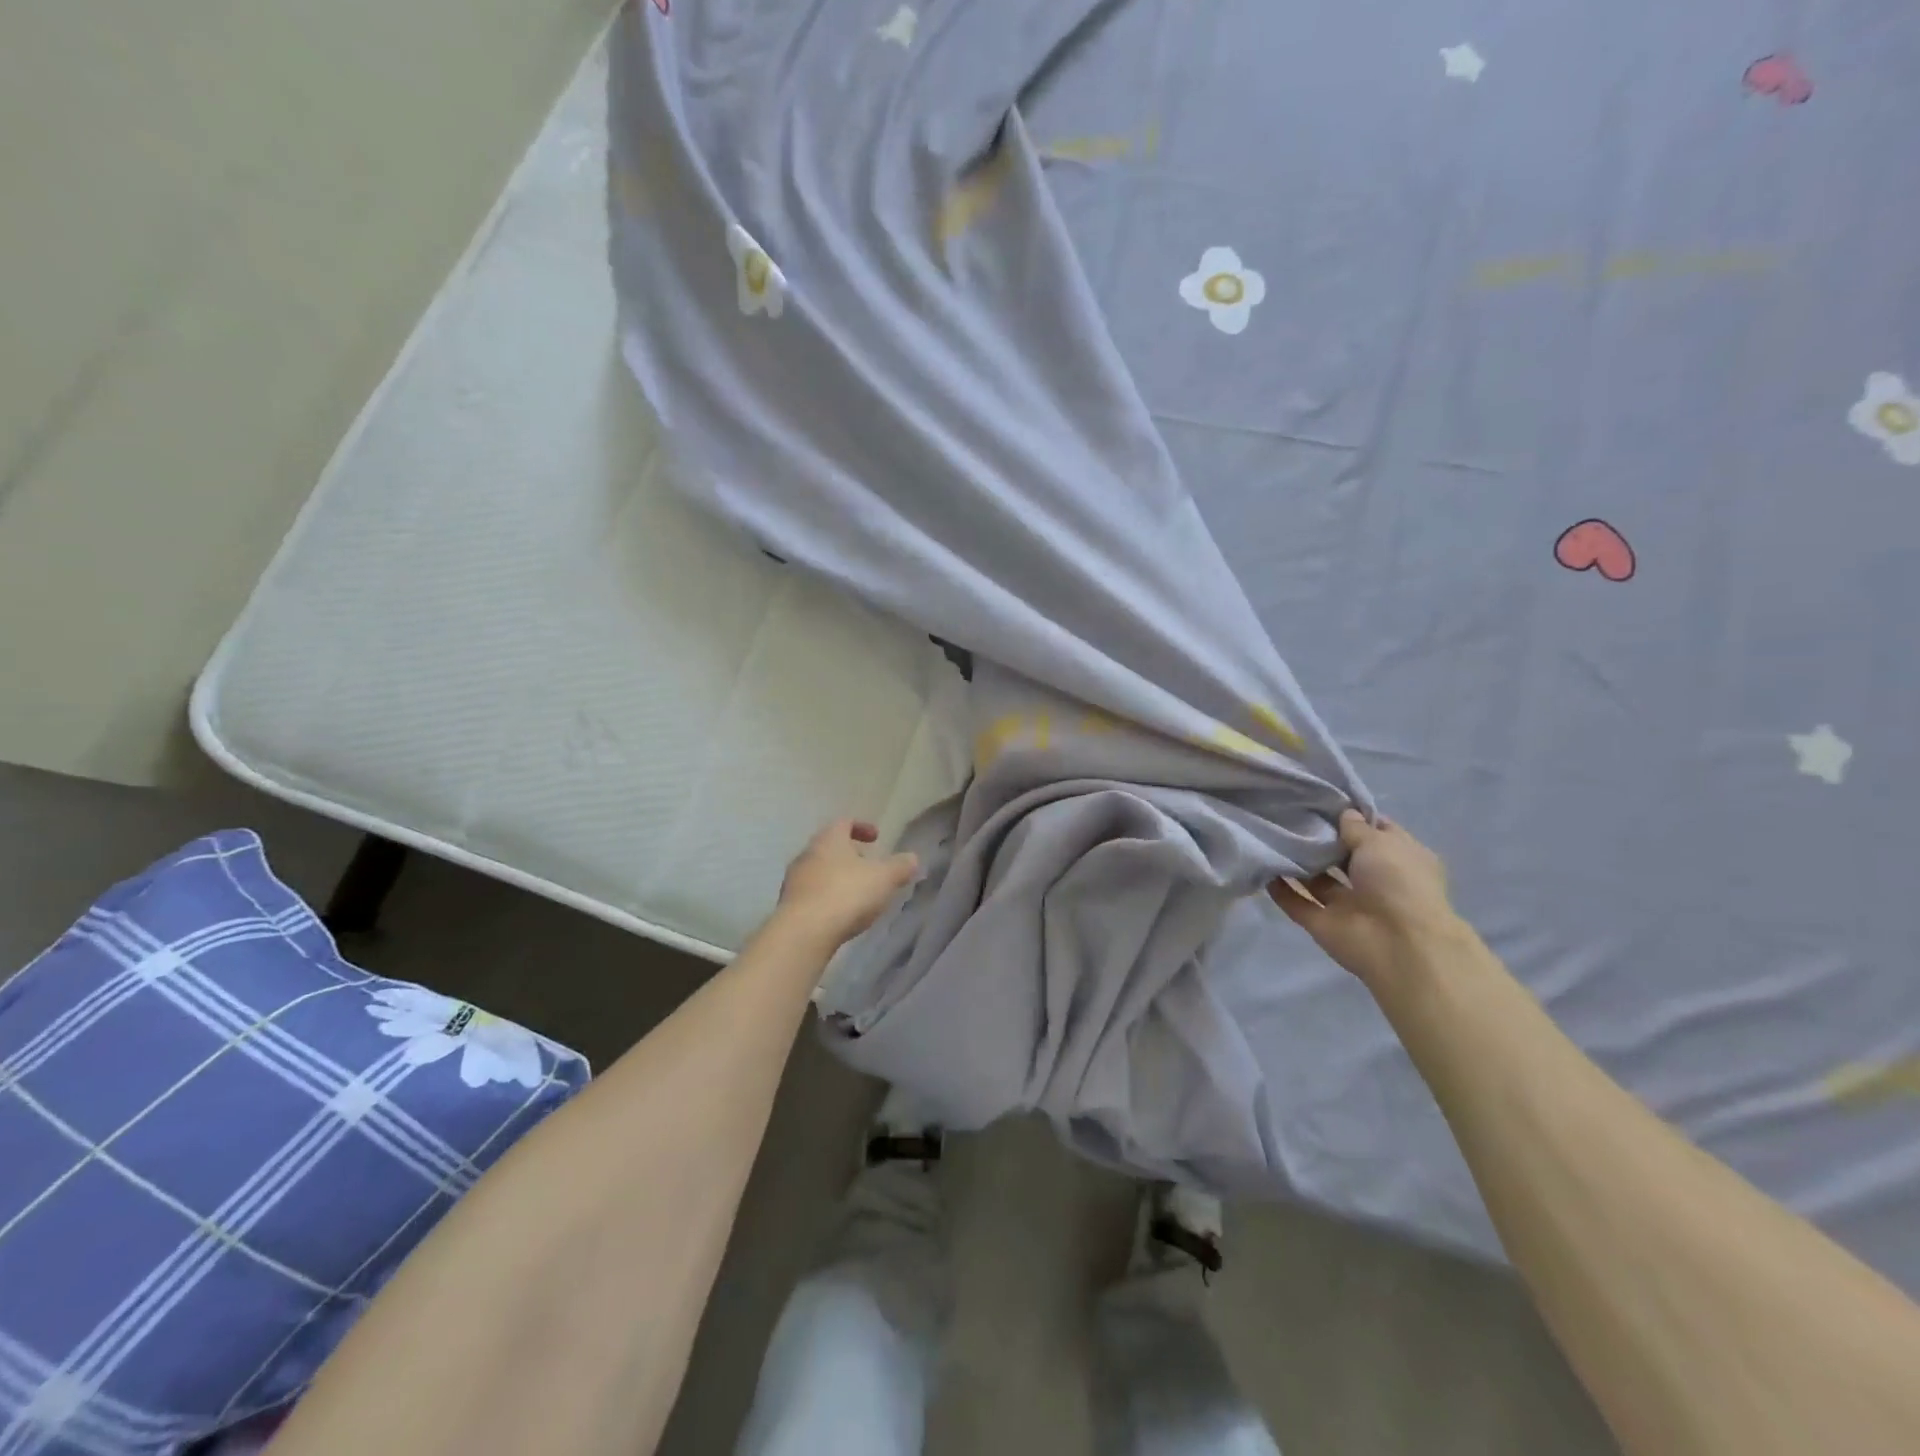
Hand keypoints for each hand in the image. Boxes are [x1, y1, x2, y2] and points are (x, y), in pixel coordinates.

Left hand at [773, 819, 919, 949]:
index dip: (862, 827)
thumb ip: (900, 866)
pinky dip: (828, 898)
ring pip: (820, 871)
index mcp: (829, 839)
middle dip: (850, 856)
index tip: (876, 838)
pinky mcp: (789, 906)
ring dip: (838, 878)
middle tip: (870, 868)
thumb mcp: (884, 878)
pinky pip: (812, 894)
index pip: (844, 822)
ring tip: (857, 894)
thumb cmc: (847, 894)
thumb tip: (912, 858)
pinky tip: (840, 914)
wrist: (803, 933)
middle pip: (830, 847)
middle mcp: (807, 854)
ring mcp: (794, 880)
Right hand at [1269, 811, 1461, 991]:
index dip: (1355, 818)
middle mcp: (1375, 881)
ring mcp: (1348, 905)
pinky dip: (1280, 890)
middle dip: (1321, 838)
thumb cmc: (1398, 883)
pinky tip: (1262, 868)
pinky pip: (1297, 903)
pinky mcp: (1323, 924)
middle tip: (1290, 814)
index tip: (1325, 801)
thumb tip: (1344, 814)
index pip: (1377, 833)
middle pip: (1343, 857)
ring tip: (1272, 836)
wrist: (1398, 945)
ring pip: (1319, 880)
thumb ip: (1357, 828)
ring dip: (1299, 863)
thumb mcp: (1380, 843)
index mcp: (1400, 860)